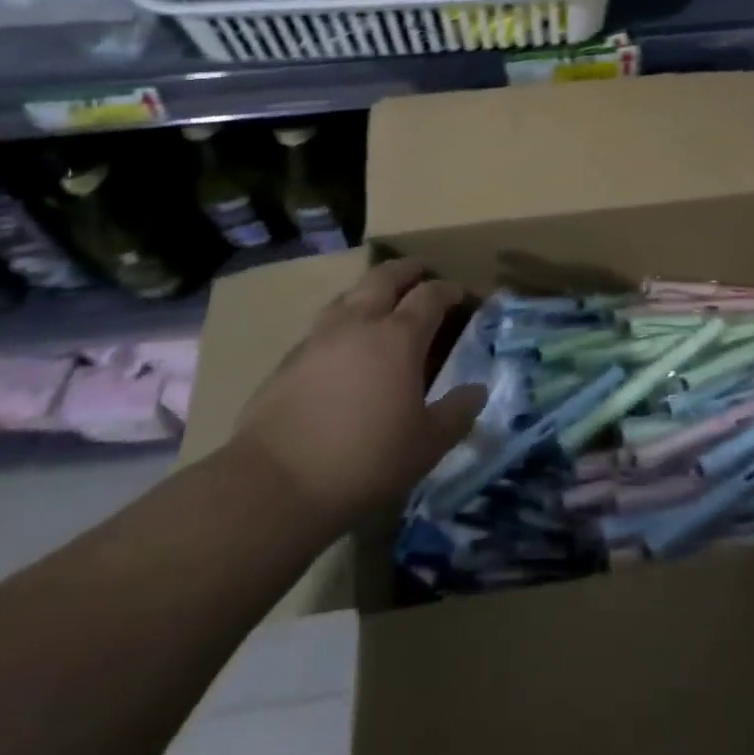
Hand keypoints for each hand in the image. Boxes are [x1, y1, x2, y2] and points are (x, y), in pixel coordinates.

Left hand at [232, 259, 485, 536]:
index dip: (448, 290)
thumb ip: (456, 413)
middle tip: (419, 271)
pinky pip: (322, 325)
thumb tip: (478, 391)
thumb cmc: (364, 461)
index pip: (430, 296)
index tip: (459, 294)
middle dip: (406, 270)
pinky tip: (340, 344)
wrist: (275, 484)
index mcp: (399, 337)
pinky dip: (341, 321)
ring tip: (378, 300)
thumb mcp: (426, 446)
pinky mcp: (289, 359)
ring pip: (349, 295)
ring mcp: (319, 337)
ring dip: (369, 289)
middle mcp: (359, 323)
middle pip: (384, 278)